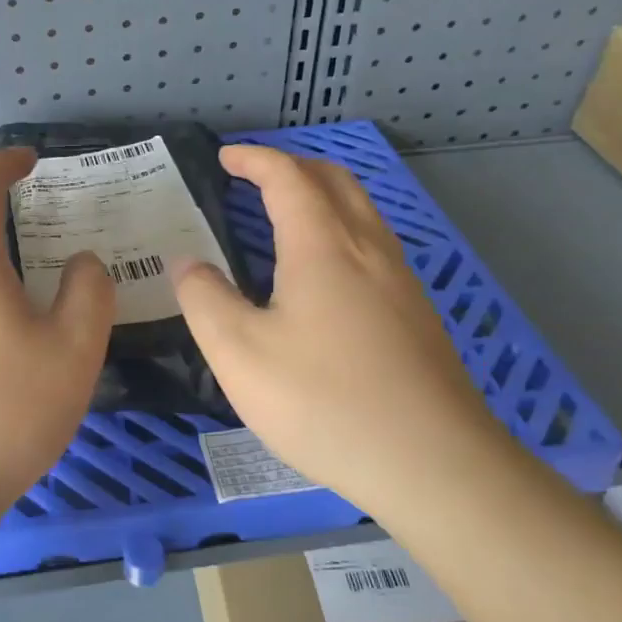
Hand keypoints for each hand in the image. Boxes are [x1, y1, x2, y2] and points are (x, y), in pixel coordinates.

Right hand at [174, 145, 507, 504]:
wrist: (434, 464)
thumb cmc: (324, 402)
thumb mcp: (240, 354)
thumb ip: (205, 300)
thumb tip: (187, 264)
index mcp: (323, 245)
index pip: (287, 177)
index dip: (254, 159)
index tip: (225, 157)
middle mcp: (368, 248)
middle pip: (335, 181)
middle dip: (292, 166)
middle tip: (255, 178)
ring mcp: (401, 281)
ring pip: (362, 211)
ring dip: (322, 196)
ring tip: (287, 216)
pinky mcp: (416, 314)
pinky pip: (374, 245)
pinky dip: (341, 230)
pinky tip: (326, 275)